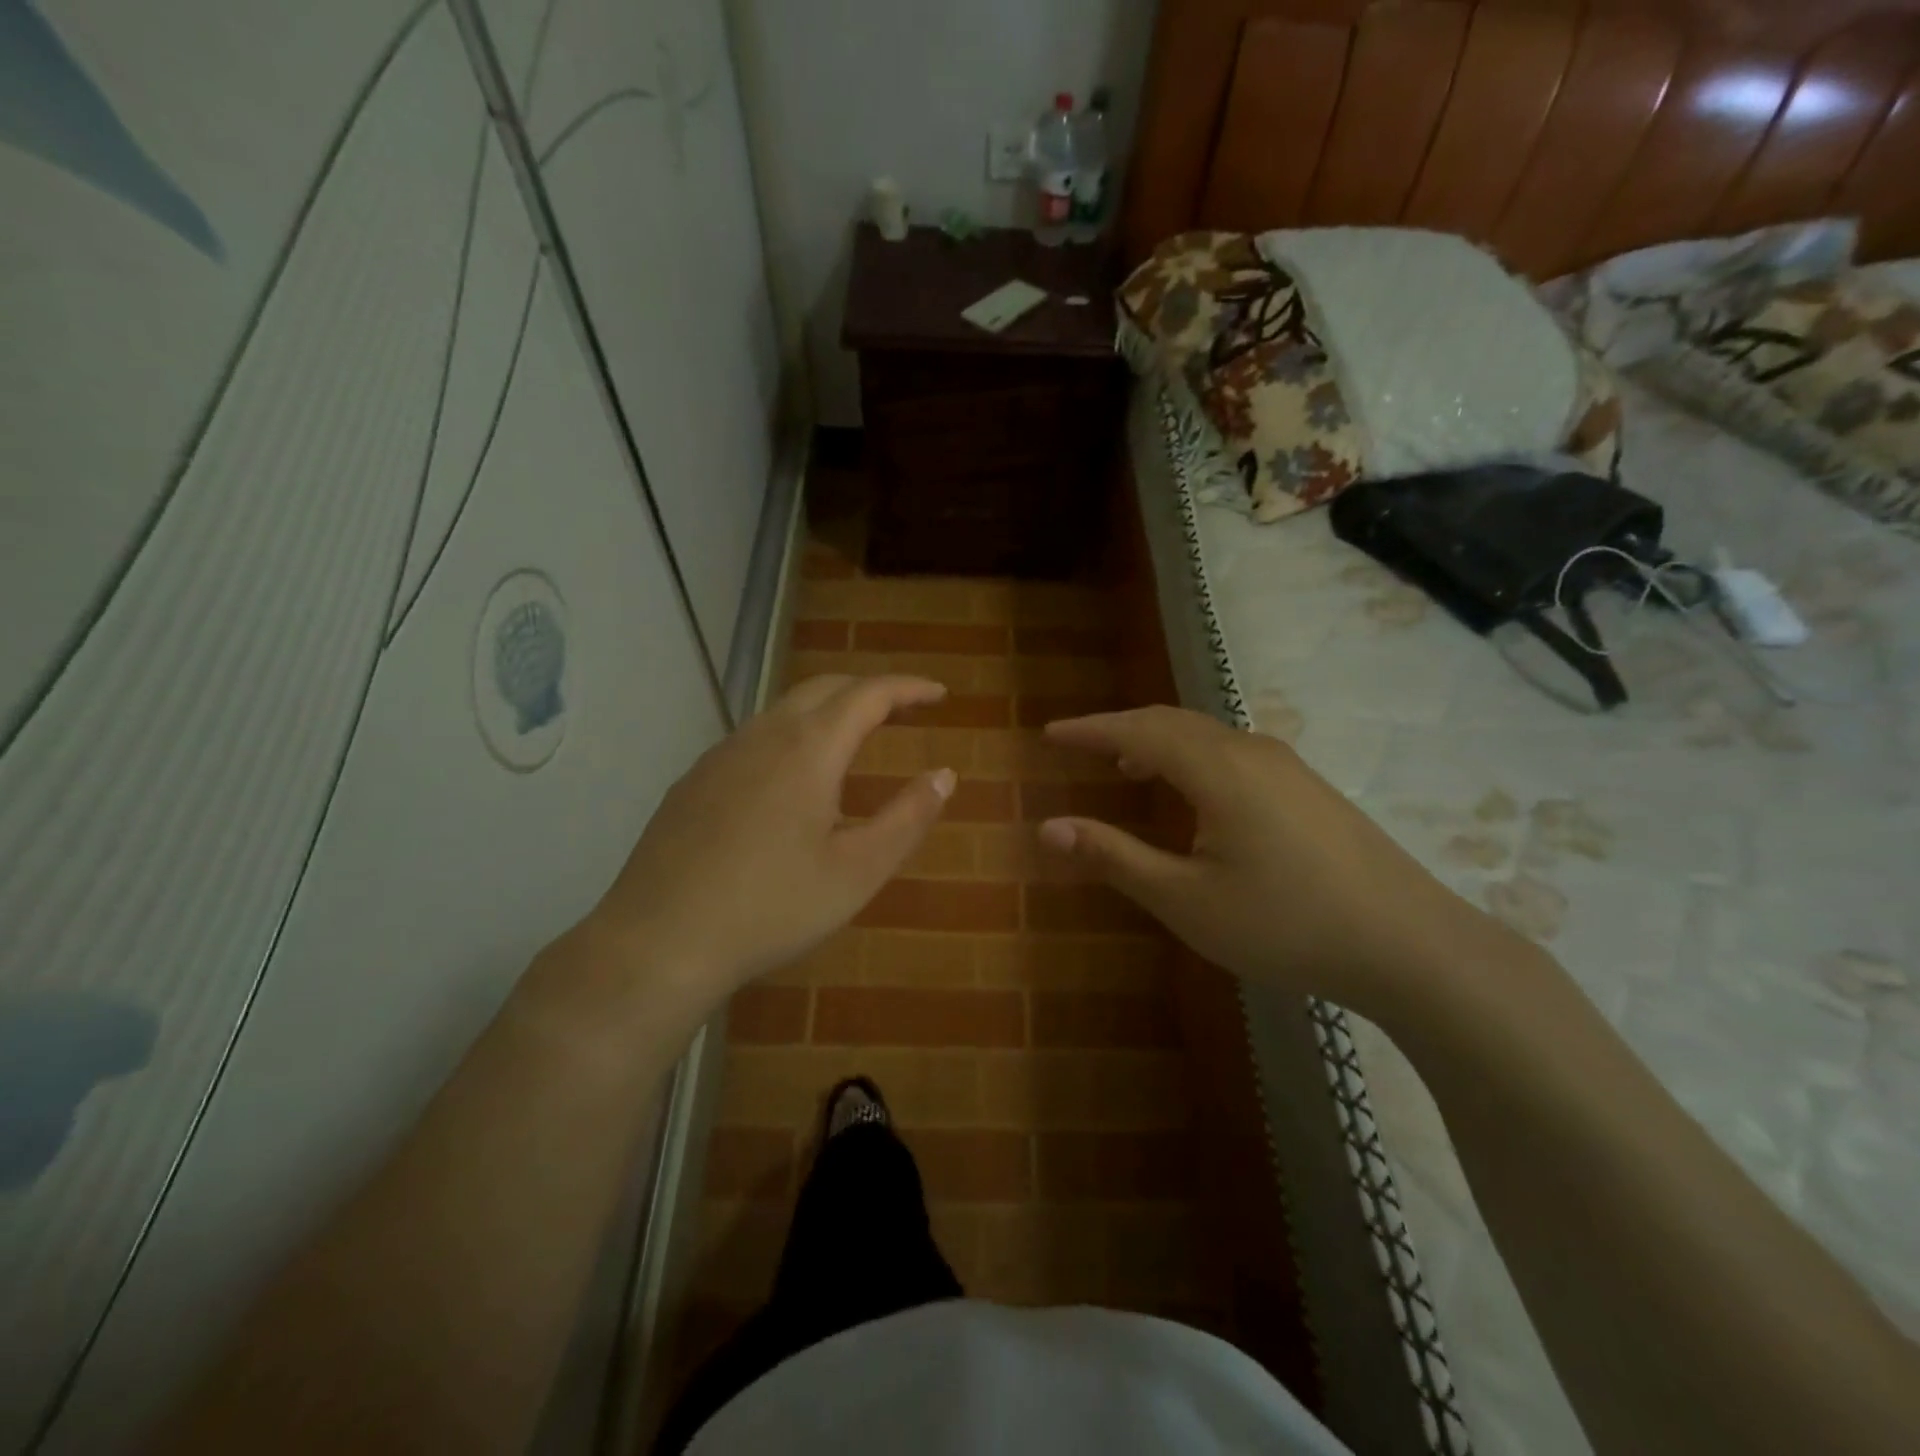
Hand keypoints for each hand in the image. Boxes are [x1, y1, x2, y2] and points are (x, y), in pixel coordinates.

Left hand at [590, 675, 954, 1011]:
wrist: (659, 941)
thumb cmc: (772, 907)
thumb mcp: (858, 871)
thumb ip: (908, 817)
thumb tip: (944, 774)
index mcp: (809, 747)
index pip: (869, 693)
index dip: (909, 688)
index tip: (939, 695)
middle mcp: (763, 735)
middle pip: (825, 688)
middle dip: (870, 691)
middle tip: (905, 711)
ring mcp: (721, 755)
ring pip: (785, 710)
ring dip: (829, 712)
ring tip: (856, 740)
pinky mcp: (694, 781)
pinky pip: (755, 739)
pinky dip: (793, 736)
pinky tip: (793, 780)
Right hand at [1038, 706, 1514, 1016]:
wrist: (1409, 945)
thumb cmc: (1284, 923)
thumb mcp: (1185, 899)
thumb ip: (1114, 857)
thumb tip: (1048, 828)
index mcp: (1218, 768)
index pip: (1137, 731)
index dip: (1089, 730)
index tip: (1049, 733)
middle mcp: (1251, 751)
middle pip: (1172, 722)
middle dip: (1120, 729)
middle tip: (1079, 744)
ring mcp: (1287, 767)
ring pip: (1206, 736)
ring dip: (1158, 742)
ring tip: (1127, 767)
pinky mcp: (1308, 789)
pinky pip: (1233, 753)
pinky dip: (1193, 757)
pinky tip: (1195, 794)